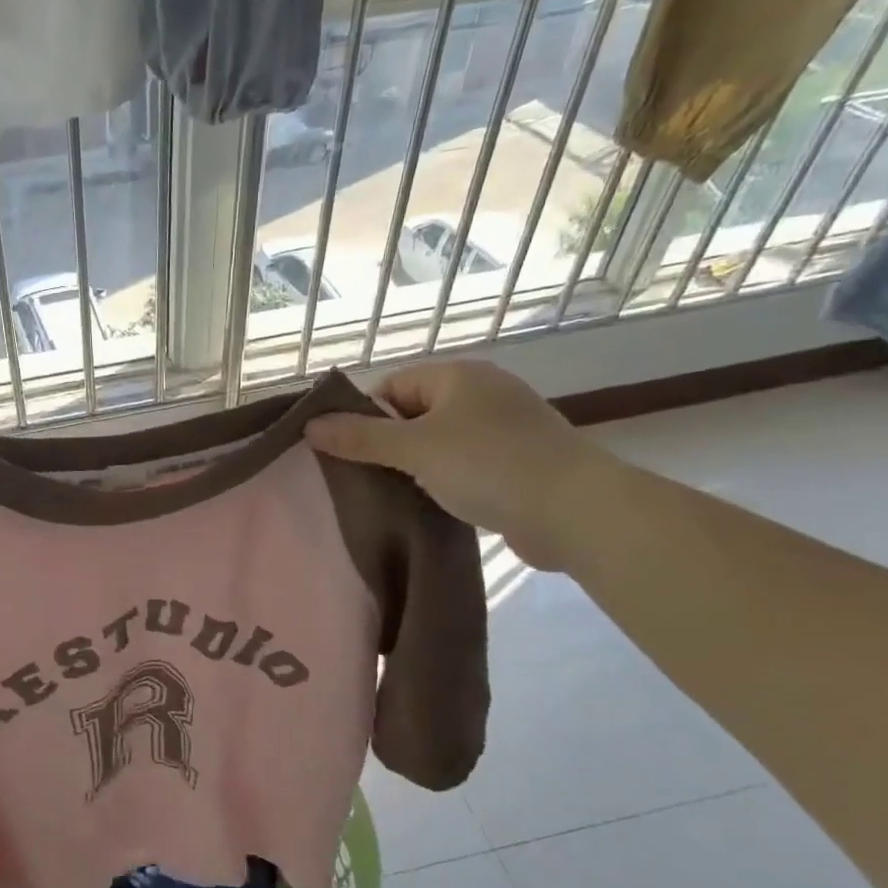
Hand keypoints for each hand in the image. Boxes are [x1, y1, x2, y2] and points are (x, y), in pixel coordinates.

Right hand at [306, 360, 614, 570]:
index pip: (391, 387)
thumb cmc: (488, 465)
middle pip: (413, 414)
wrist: (577, 511)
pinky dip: (446, 480)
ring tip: (396, 495)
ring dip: (416, 466)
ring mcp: (505, 428)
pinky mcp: (519, 462)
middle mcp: (483, 393)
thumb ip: (359, 437)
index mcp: (459, 376)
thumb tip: (310, 425)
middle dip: (388, 445)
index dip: (365, 418)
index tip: (350, 454)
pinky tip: (434, 504)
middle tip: (368, 478)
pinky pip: (466, 464)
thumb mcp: (413, 448)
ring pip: (439, 442)